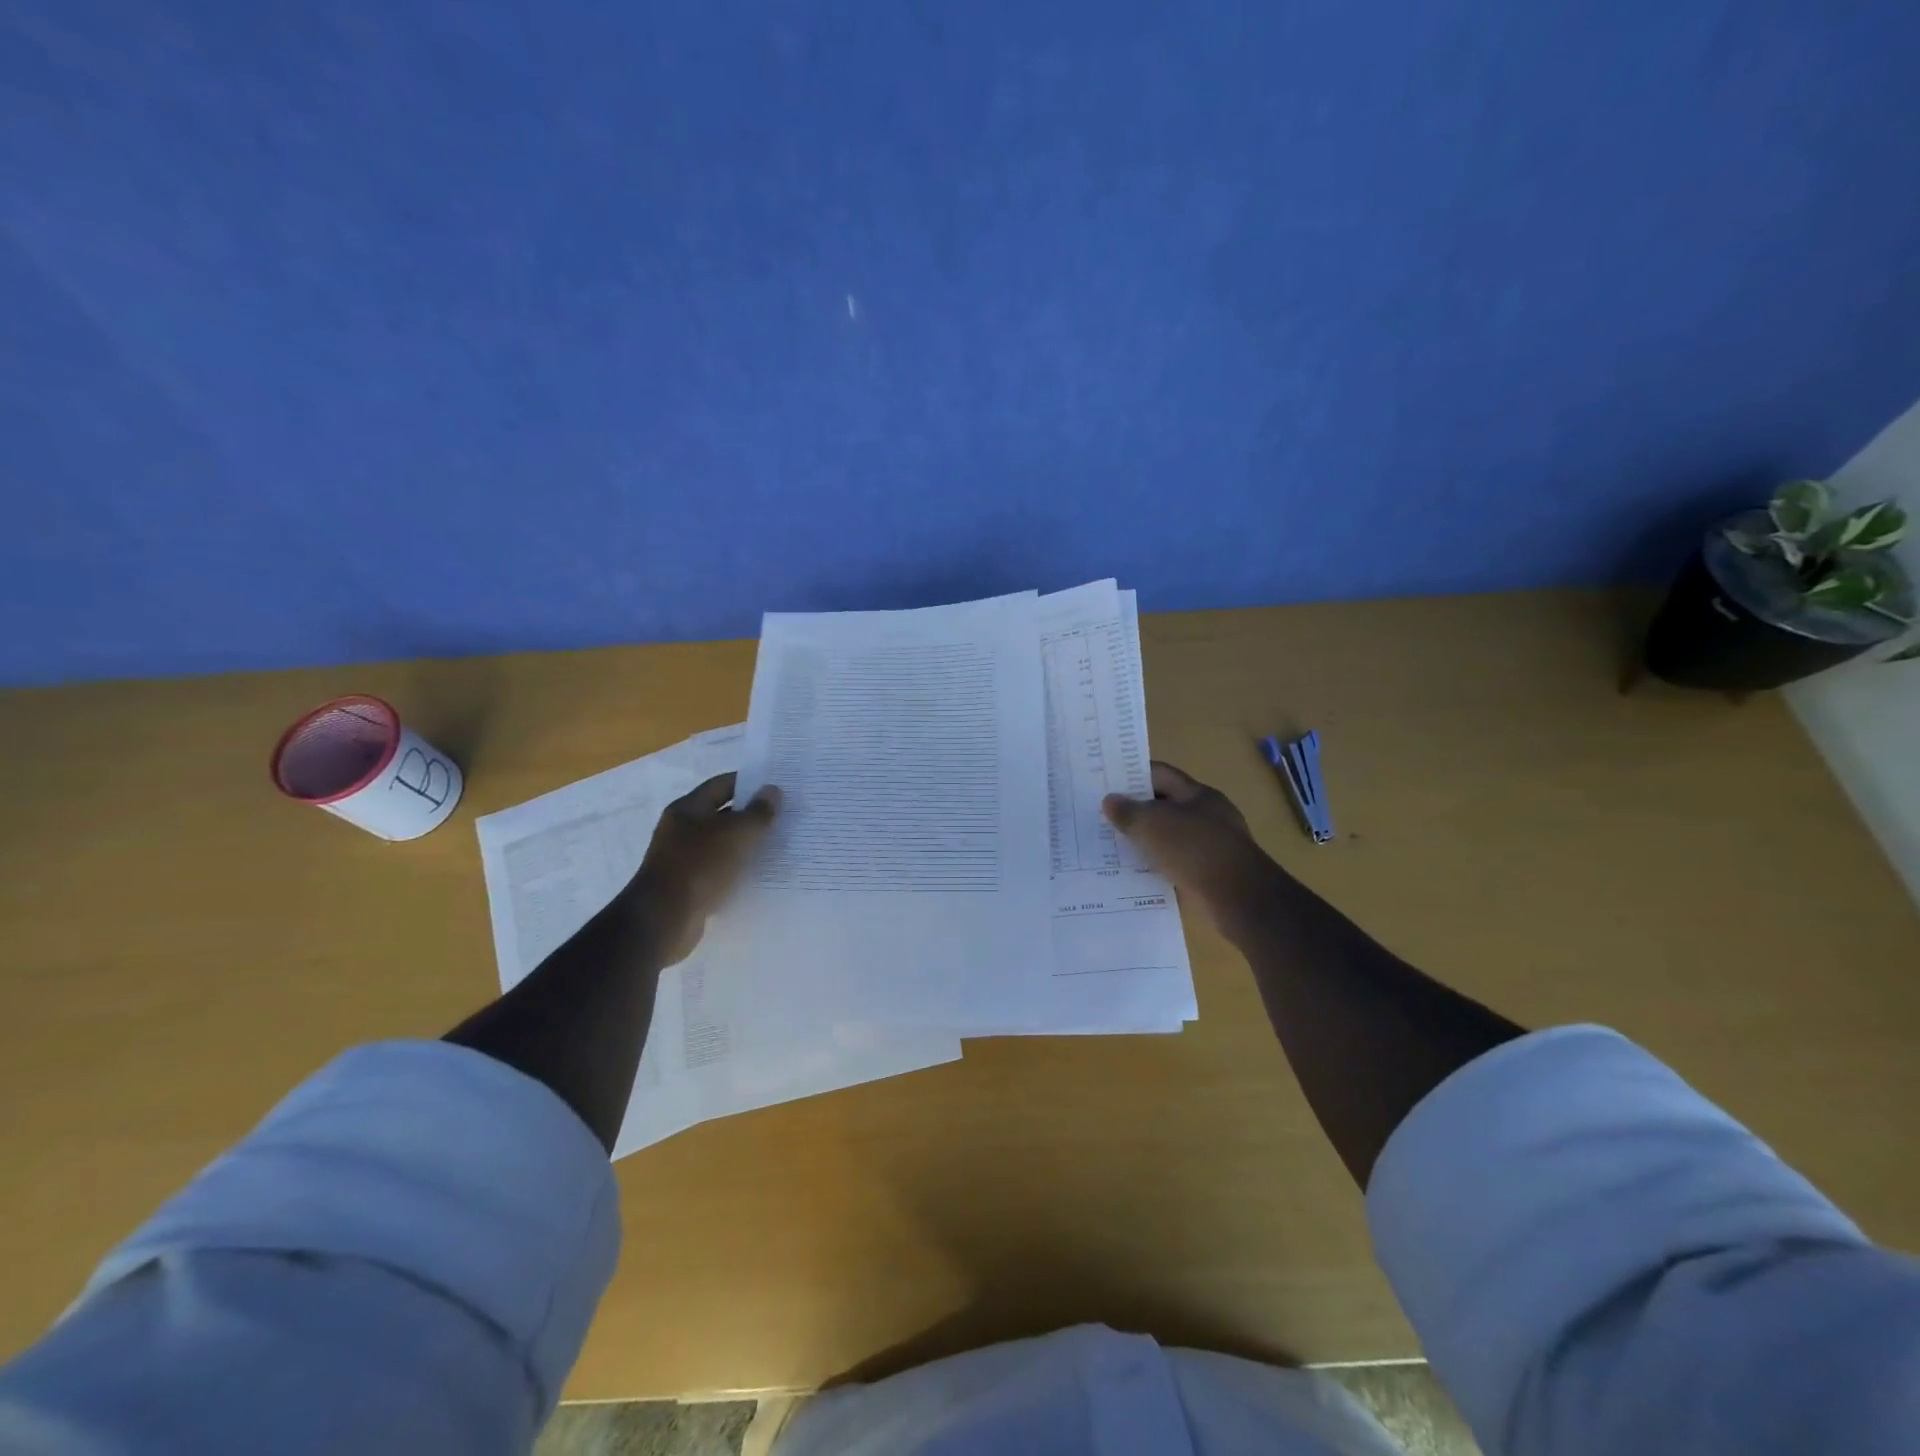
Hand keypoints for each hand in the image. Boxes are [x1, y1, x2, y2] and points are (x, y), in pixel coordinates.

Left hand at [631, 773, 780, 964]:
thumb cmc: (700, 865)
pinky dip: (736, 869)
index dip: (749, 783)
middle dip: (751, 815)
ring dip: (745, 844)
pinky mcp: (688, 884)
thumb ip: (758, 812)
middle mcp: (681, 829)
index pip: (722, 784)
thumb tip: (773, 790)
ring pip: (721, 844)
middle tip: (783, 817)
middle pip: (722, 814)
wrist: (665, 919)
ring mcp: (682, 858)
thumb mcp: (737, 834)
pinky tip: (758, 874)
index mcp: (688, 809)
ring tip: (777, 846)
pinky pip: (718, 869)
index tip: (776, 789)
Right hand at [1103, 762, 1271, 927]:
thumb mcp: (1153, 824)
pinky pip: (1175, 864)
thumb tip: (1110, 801)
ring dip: (1144, 841)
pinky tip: (1133, 874)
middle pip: (1165, 806)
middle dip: (1135, 810)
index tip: (1106, 781)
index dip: (1133, 774)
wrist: (1239, 899)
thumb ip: (1128, 811)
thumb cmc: (1195, 849)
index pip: (1161, 774)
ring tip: (1111, 845)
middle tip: (1102, 815)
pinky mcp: (1209, 875)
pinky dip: (1156, 867)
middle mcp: (1208, 816)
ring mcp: (1210, 847)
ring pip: (1169, 837)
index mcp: (1199, 795)